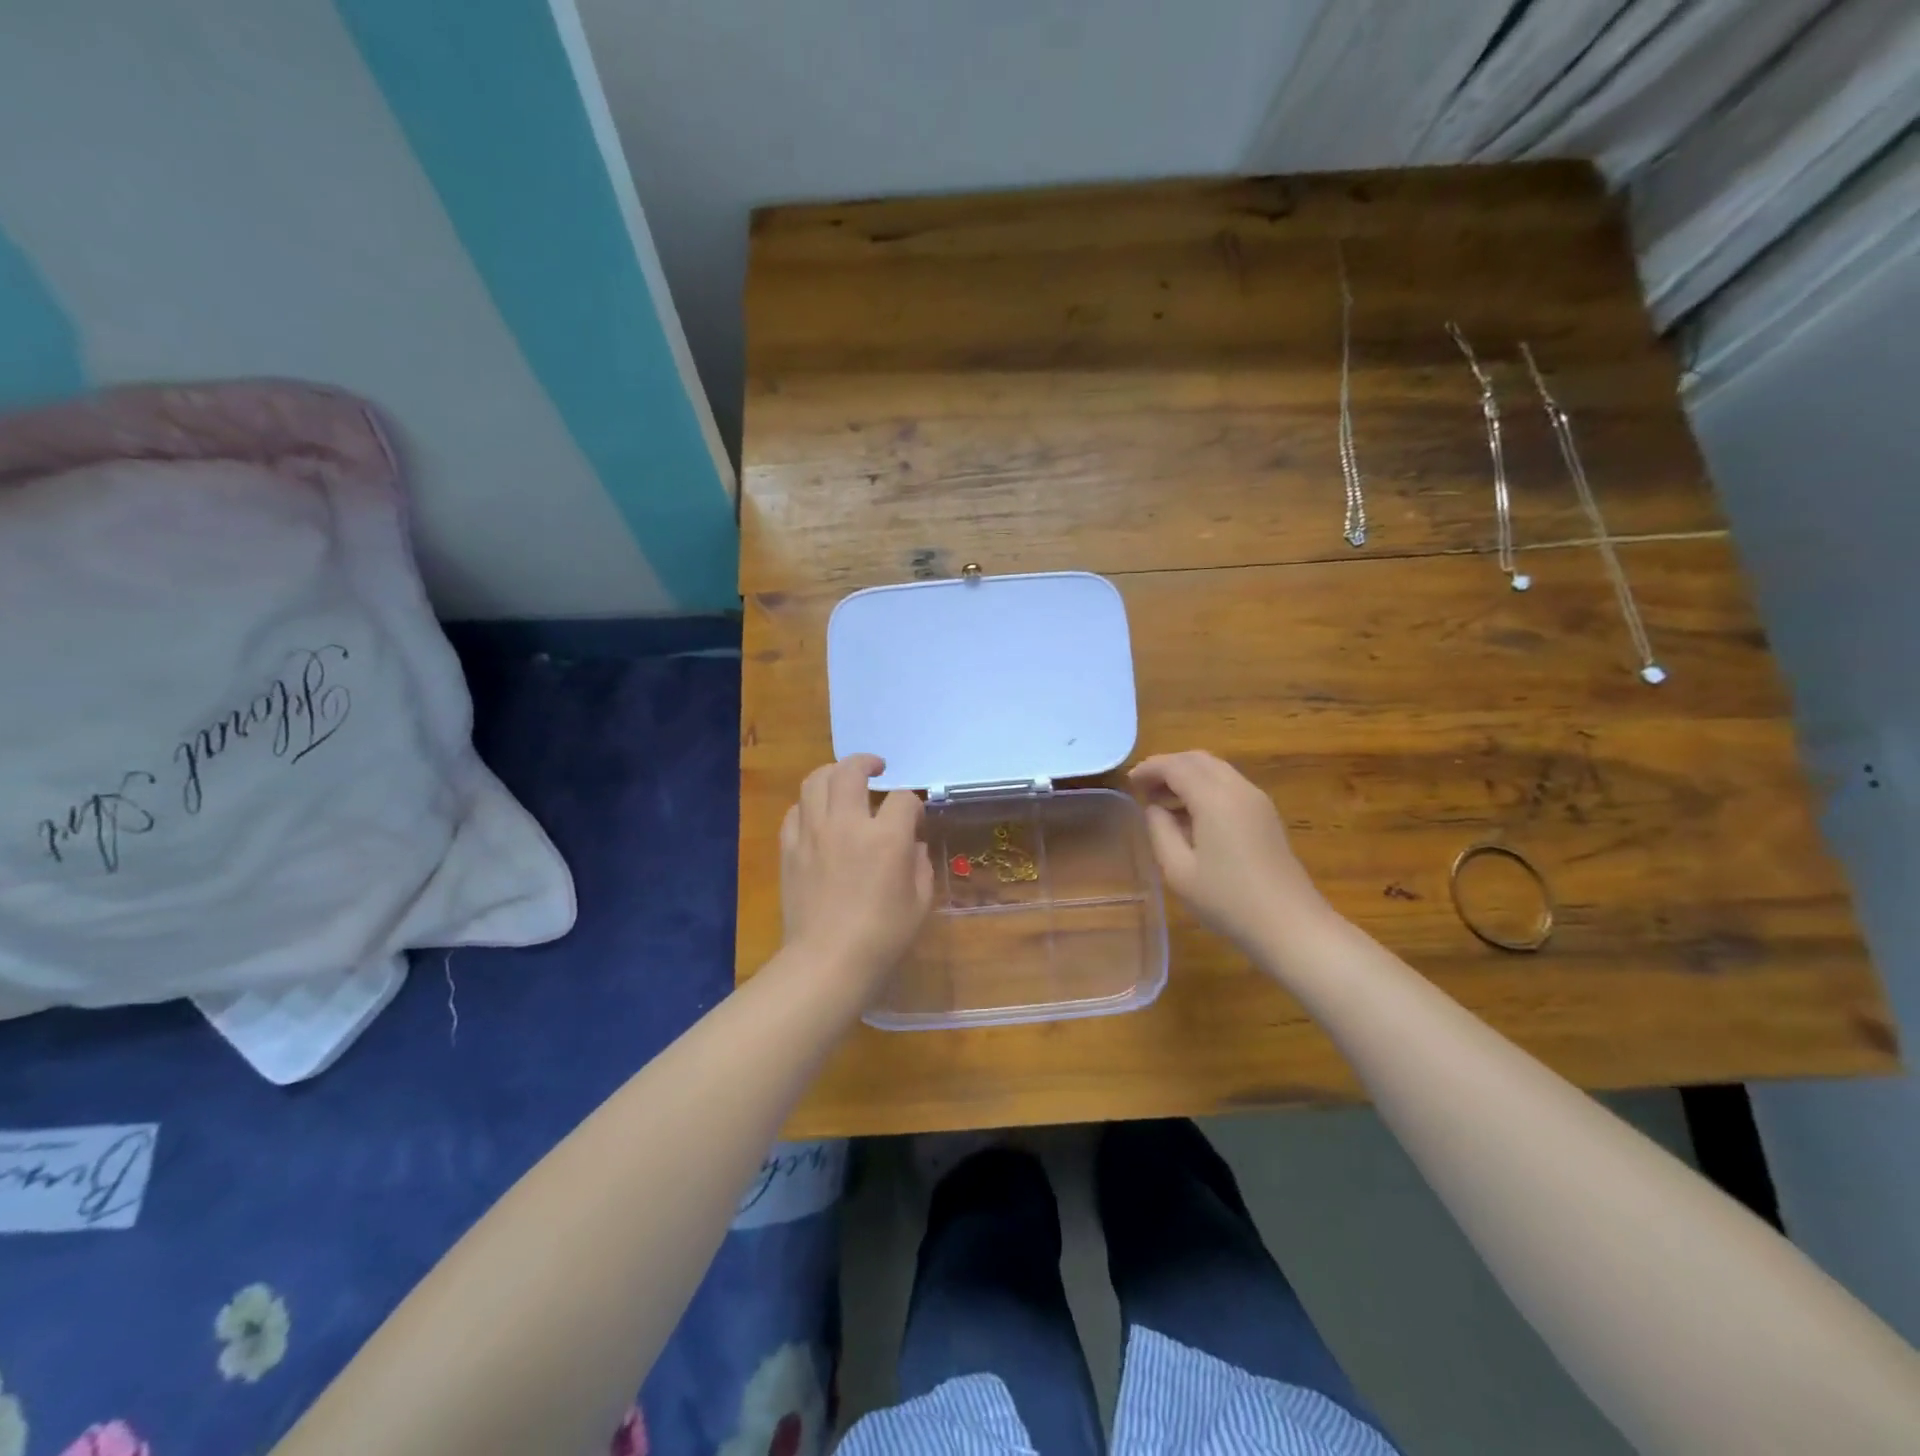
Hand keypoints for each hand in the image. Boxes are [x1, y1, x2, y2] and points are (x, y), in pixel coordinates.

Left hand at [781, 754, 933, 996]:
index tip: (914, 819)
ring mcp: (813, 833)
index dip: (912, 805)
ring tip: (843, 780)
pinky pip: (795, 811)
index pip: (902, 798)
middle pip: (851, 771)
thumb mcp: (920, 902)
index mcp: (885, 837)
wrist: (827, 961)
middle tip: (876, 768)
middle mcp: (847, 824)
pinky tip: (818, 816)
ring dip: (833, 774)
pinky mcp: (789, 848)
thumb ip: (920, 865)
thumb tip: (913, 847)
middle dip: (867, 763)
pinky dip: (809, 805)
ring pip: (816, 781)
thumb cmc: (883, 936)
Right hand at [1130, 751, 1335, 960]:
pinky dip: (1205, 787)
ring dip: (1187, 776)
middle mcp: (1238, 789)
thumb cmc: (1227, 900)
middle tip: (1143, 789)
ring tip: (1163, 802)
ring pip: (1216, 770)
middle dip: (1168, 767)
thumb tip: (1154, 808)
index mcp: (1215, 798)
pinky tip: (1192, 815)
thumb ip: (1160, 830)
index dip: (1149, 769)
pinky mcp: (1266, 815)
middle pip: (1198, 760)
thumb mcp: (1178, 870)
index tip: (1128, 782)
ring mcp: (1257, 800)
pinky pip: (1229, 785)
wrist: (1290, 926)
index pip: (1175, 766)